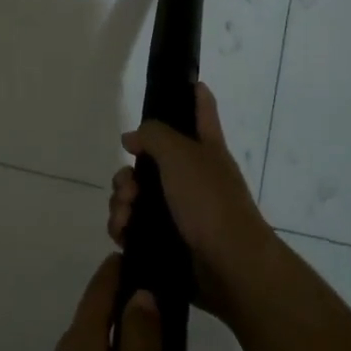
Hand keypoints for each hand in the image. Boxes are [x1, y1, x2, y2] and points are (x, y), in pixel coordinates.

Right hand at [110, 83, 276, 321]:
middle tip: (130, 186)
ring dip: (121, 202)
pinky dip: (123, 227)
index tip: (184, 83)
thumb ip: (153, 136)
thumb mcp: (181, 155)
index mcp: (205, 150)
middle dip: (128, 173)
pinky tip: (123, 233)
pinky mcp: (166, 241)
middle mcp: (192, 178)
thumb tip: (132, 139)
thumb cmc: (210, 202)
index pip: (201, 111)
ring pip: (135, 197)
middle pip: (149, 162)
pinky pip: (133, 227)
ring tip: (126, 216)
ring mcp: (180, 212)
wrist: (229, 267)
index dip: (193, 94)